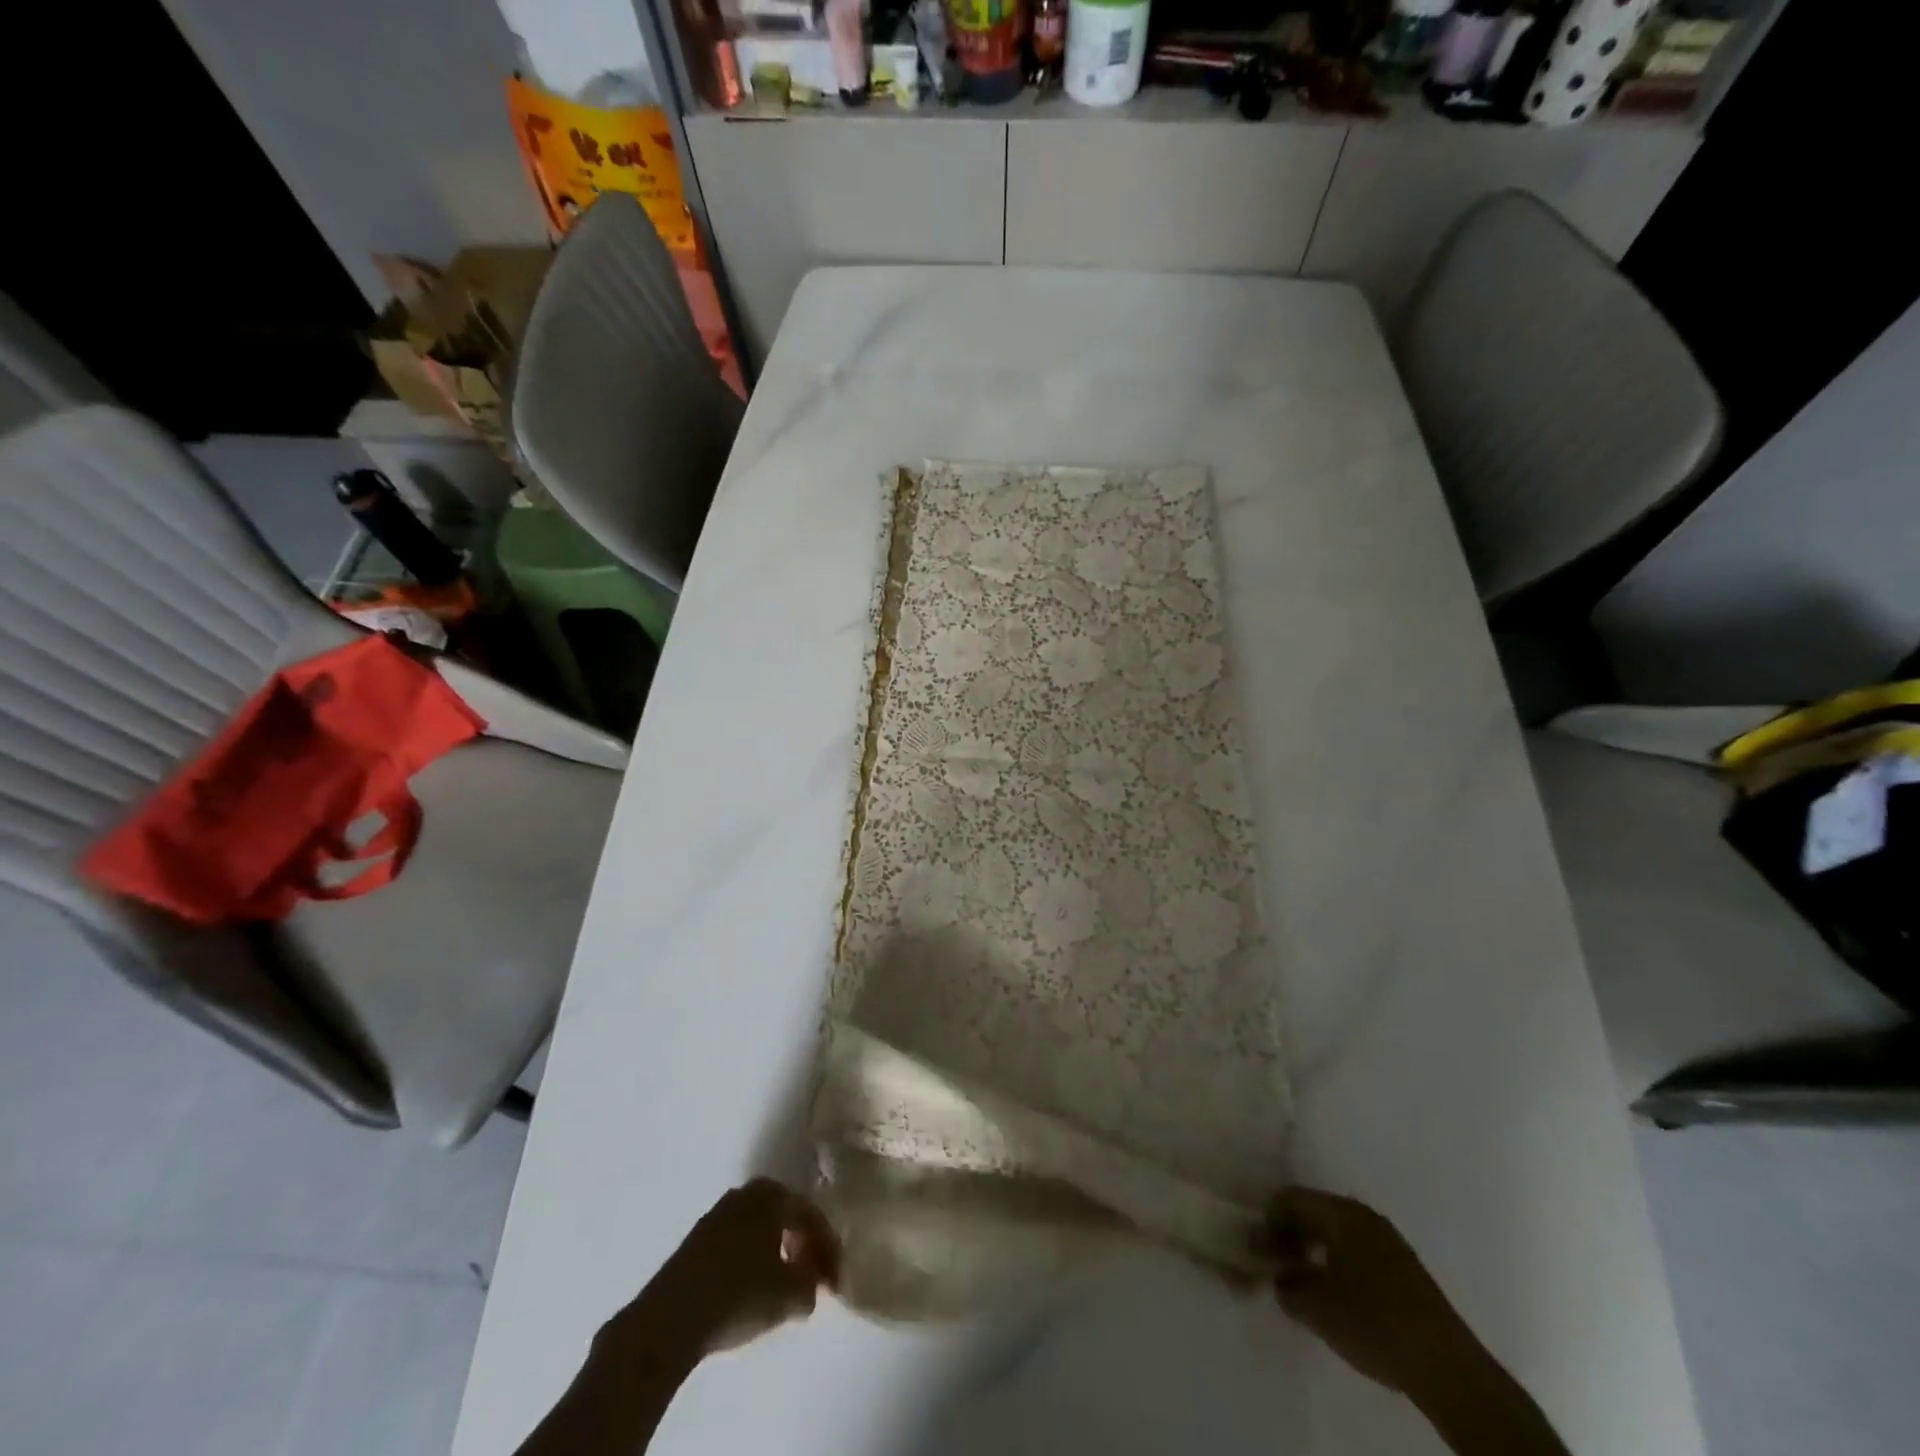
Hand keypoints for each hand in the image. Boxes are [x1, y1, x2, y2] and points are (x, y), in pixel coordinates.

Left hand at [638, 1179, 840, 1359]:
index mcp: (772, 1195)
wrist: (669, 1320)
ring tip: (782, 1286)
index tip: (834, 1280)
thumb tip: (811, 1284)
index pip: (811, 1214)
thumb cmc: (739, 1294)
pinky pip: (736, 1243)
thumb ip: (811, 1285)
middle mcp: (745, 1194)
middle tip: (810, 1274)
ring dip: (775, 1252)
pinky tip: (750, 1289)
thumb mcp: (791, 1295)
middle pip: (784, 1215)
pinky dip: (751, 1261)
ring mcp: (716, 1215)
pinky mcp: (695, 1242)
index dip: (828, 1247)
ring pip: (758, 1228)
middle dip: (801, 1243)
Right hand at [1262, 1186, 1482, 1402]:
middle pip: (1313, 1209)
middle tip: (1278, 1266)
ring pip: (1336, 1230)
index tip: (1260, 1252)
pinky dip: (1337, 1261)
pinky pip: (1357, 1248)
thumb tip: (1279, 1277)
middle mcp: (1364, 1215)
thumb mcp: (1315, 1308)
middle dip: (1290, 1234)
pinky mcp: (1404, 1266)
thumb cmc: (1373, 1324)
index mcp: (1341, 1213)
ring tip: (1304, 1283)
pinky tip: (1337, 1294)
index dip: (1268, 1221)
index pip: (1289, 1197)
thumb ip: (1286, 1286)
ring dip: (1314, 1249)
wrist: (1447, 1368)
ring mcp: (1388, 1239)